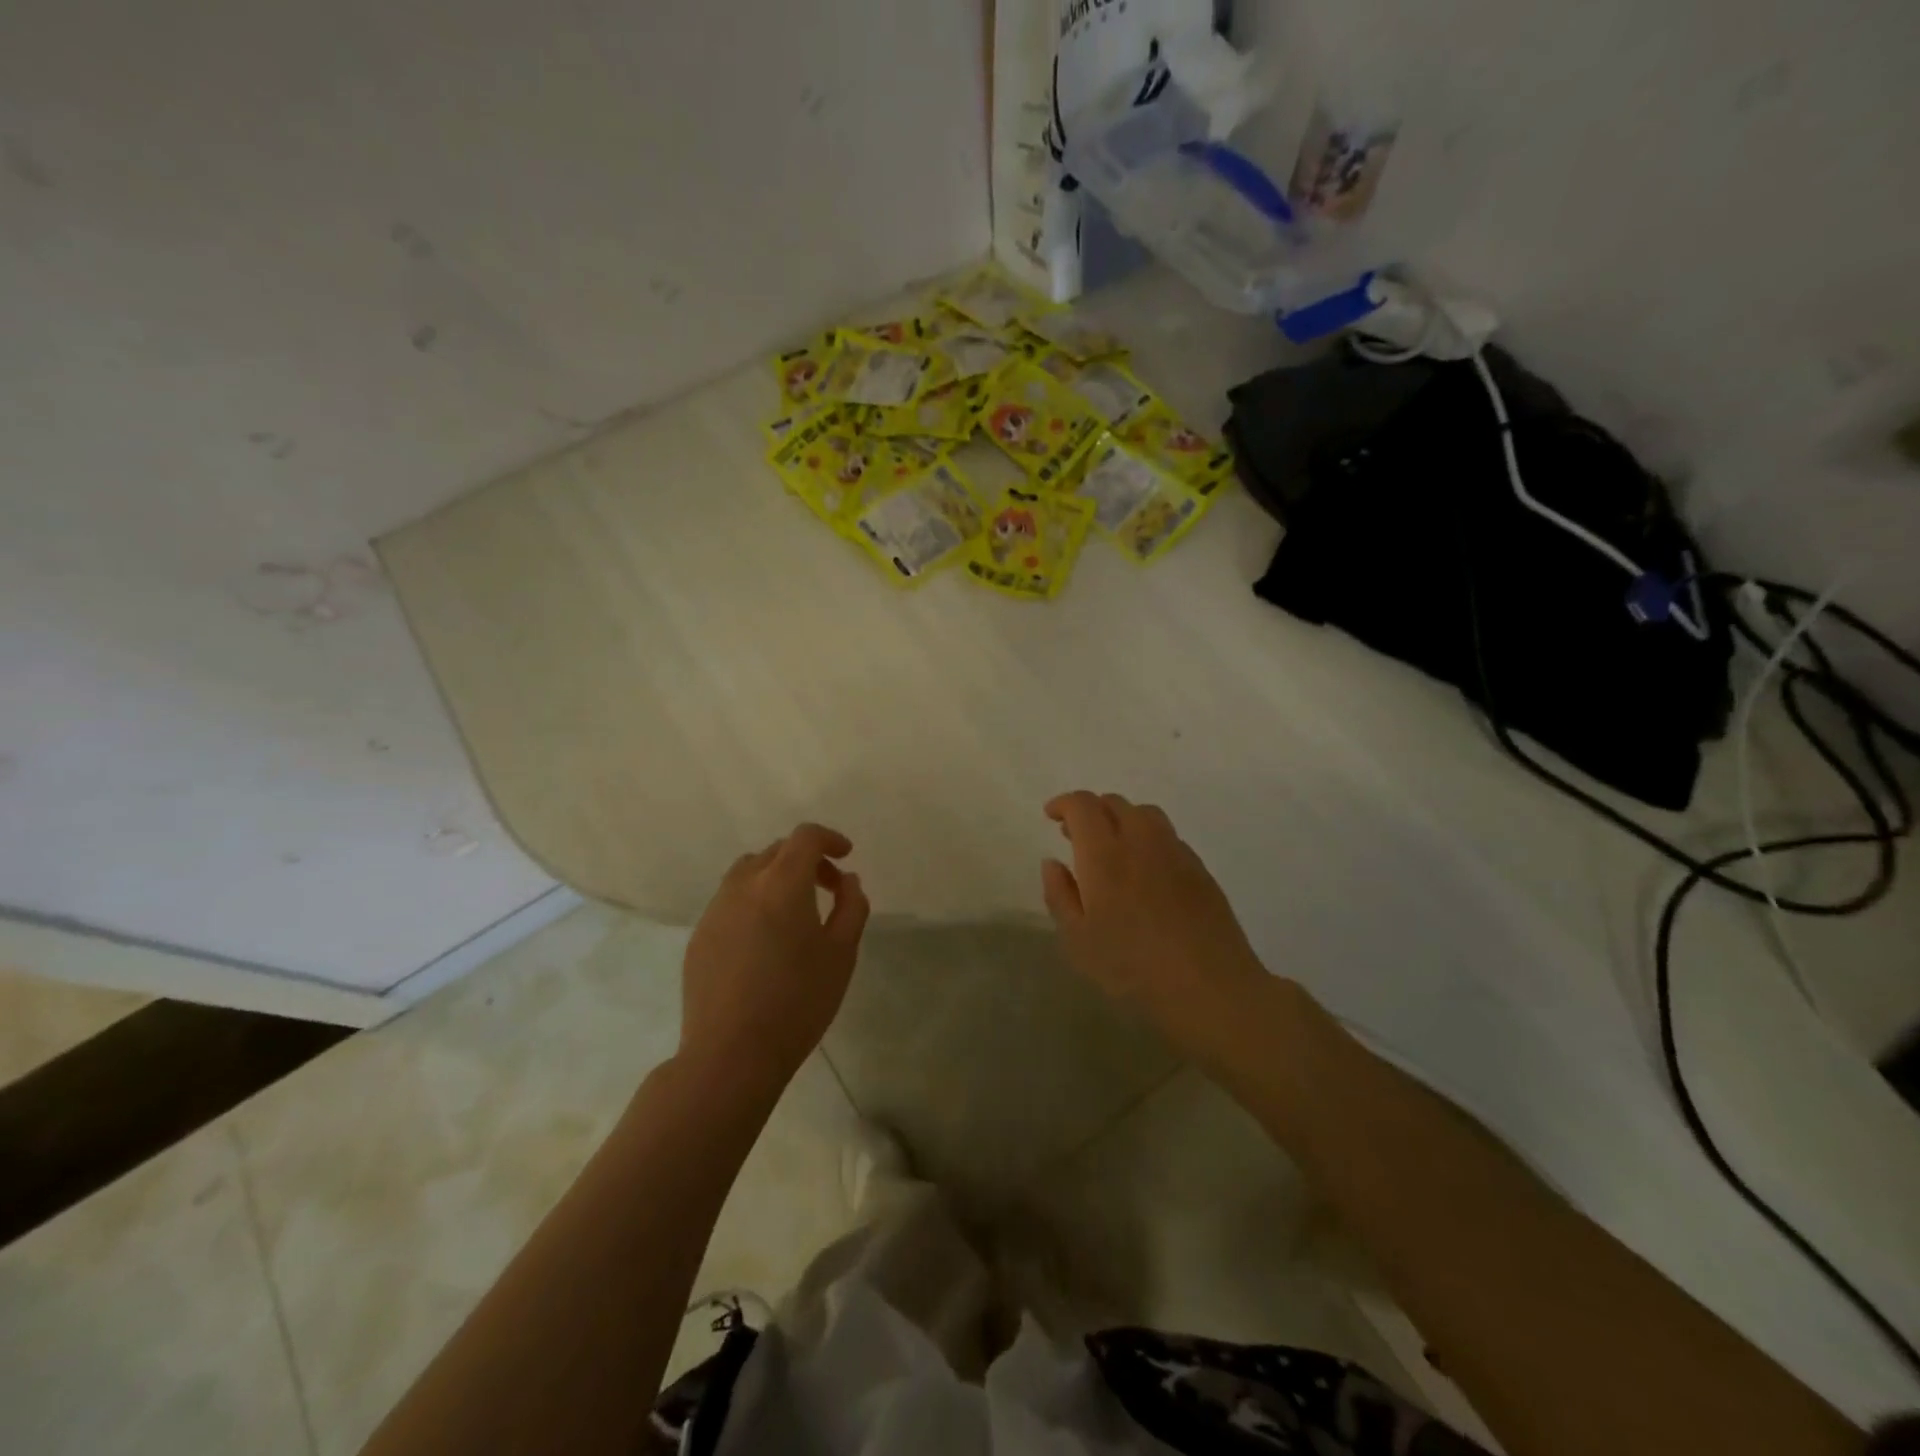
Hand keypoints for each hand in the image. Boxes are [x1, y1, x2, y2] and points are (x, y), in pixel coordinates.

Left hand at [679, 823, 869, 1089]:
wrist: (730, 1054)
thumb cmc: (797, 1002)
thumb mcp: (841, 954)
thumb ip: (851, 906)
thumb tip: (847, 880)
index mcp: (782, 884)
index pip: (805, 837)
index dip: (829, 838)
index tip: (846, 856)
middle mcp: (743, 885)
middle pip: (776, 851)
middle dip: (806, 859)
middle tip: (829, 888)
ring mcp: (715, 910)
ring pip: (748, 872)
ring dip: (776, 877)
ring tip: (795, 911)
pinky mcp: (699, 936)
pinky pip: (730, 901)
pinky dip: (753, 901)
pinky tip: (765, 940)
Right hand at [1040, 791, 1267, 1057]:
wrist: (1210, 988)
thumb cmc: (1132, 969)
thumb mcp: (1078, 941)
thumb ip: (1060, 895)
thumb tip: (1053, 862)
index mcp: (1104, 854)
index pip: (1083, 805)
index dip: (1064, 804)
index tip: (1052, 816)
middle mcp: (1141, 841)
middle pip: (1115, 803)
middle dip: (1091, 810)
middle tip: (1076, 836)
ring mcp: (1176, 853)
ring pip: (1145, 814)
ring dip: (1122, 819)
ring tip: (1112, 847)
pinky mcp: (1200, 870)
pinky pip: (1168, 837)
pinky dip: (1148, 839)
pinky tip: (1146, 871)